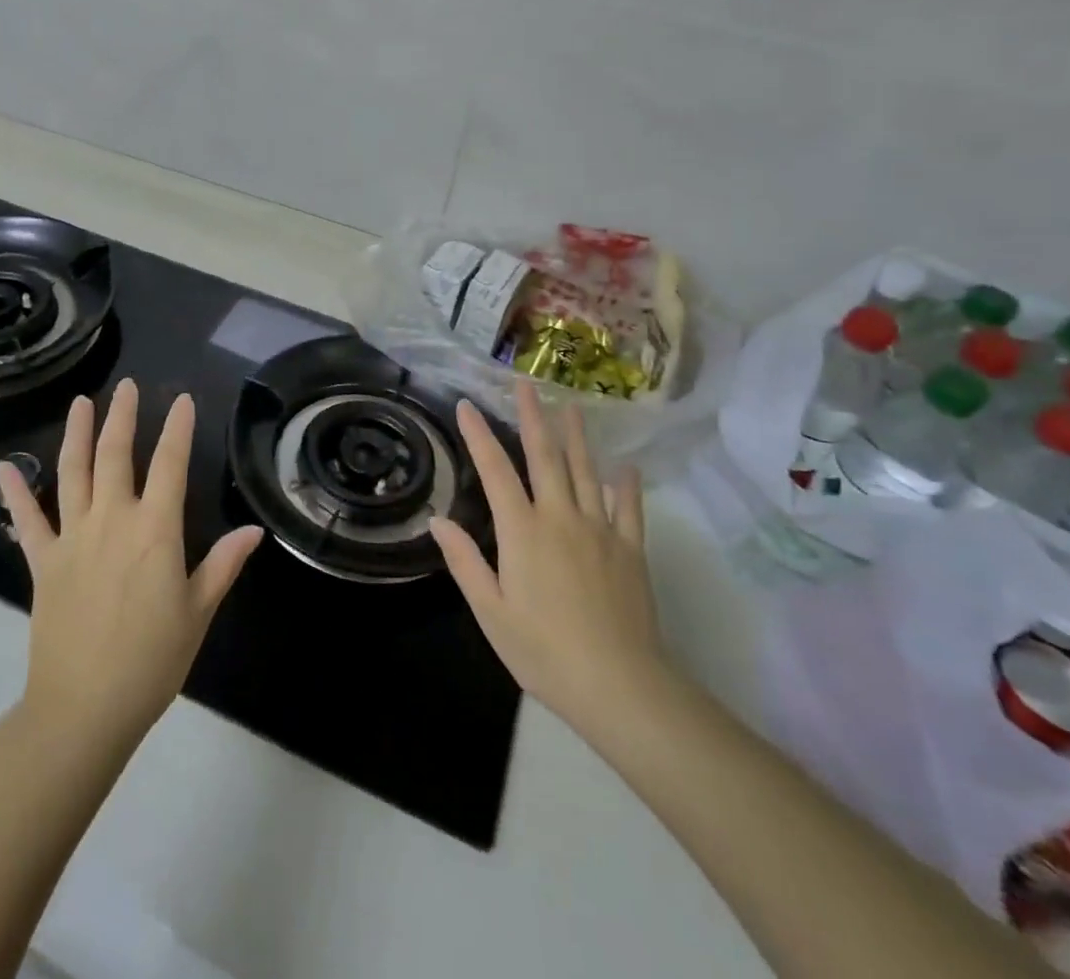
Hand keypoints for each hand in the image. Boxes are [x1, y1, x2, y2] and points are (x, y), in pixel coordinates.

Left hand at [0, 380, 263, 755]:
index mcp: (155, 531)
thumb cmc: (151, 661)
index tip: (183, 400)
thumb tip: (254, 530)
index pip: (171, 465)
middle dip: (123, 417)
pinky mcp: (42, 561)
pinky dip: (15, 493)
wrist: (84, 708)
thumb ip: (223, 565)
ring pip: (74, 473)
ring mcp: (72, 537)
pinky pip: (26, 520)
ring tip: (81, 403)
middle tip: (127, 387)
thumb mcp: (198, 613)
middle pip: (117, 455)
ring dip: (77, 434)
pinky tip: (4, 468)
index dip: (178, 429)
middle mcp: (112, 520)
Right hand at [430, 380, 666, 734]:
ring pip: (586, 472)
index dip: (479, 435)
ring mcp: (600, 530)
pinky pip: (628, 509)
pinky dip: (626, 485)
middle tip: (526, 384)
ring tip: (572, 407)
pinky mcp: (630, 550)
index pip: (495, 470)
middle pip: (544, 457)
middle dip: (533, 417)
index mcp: (522, 531)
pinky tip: (626, 467)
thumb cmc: (543, 651)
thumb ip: (465, 562)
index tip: (468, 404)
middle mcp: (560, 517)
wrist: (619, 685)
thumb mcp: (491, 612)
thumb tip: (439, 520)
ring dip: (576, 437)